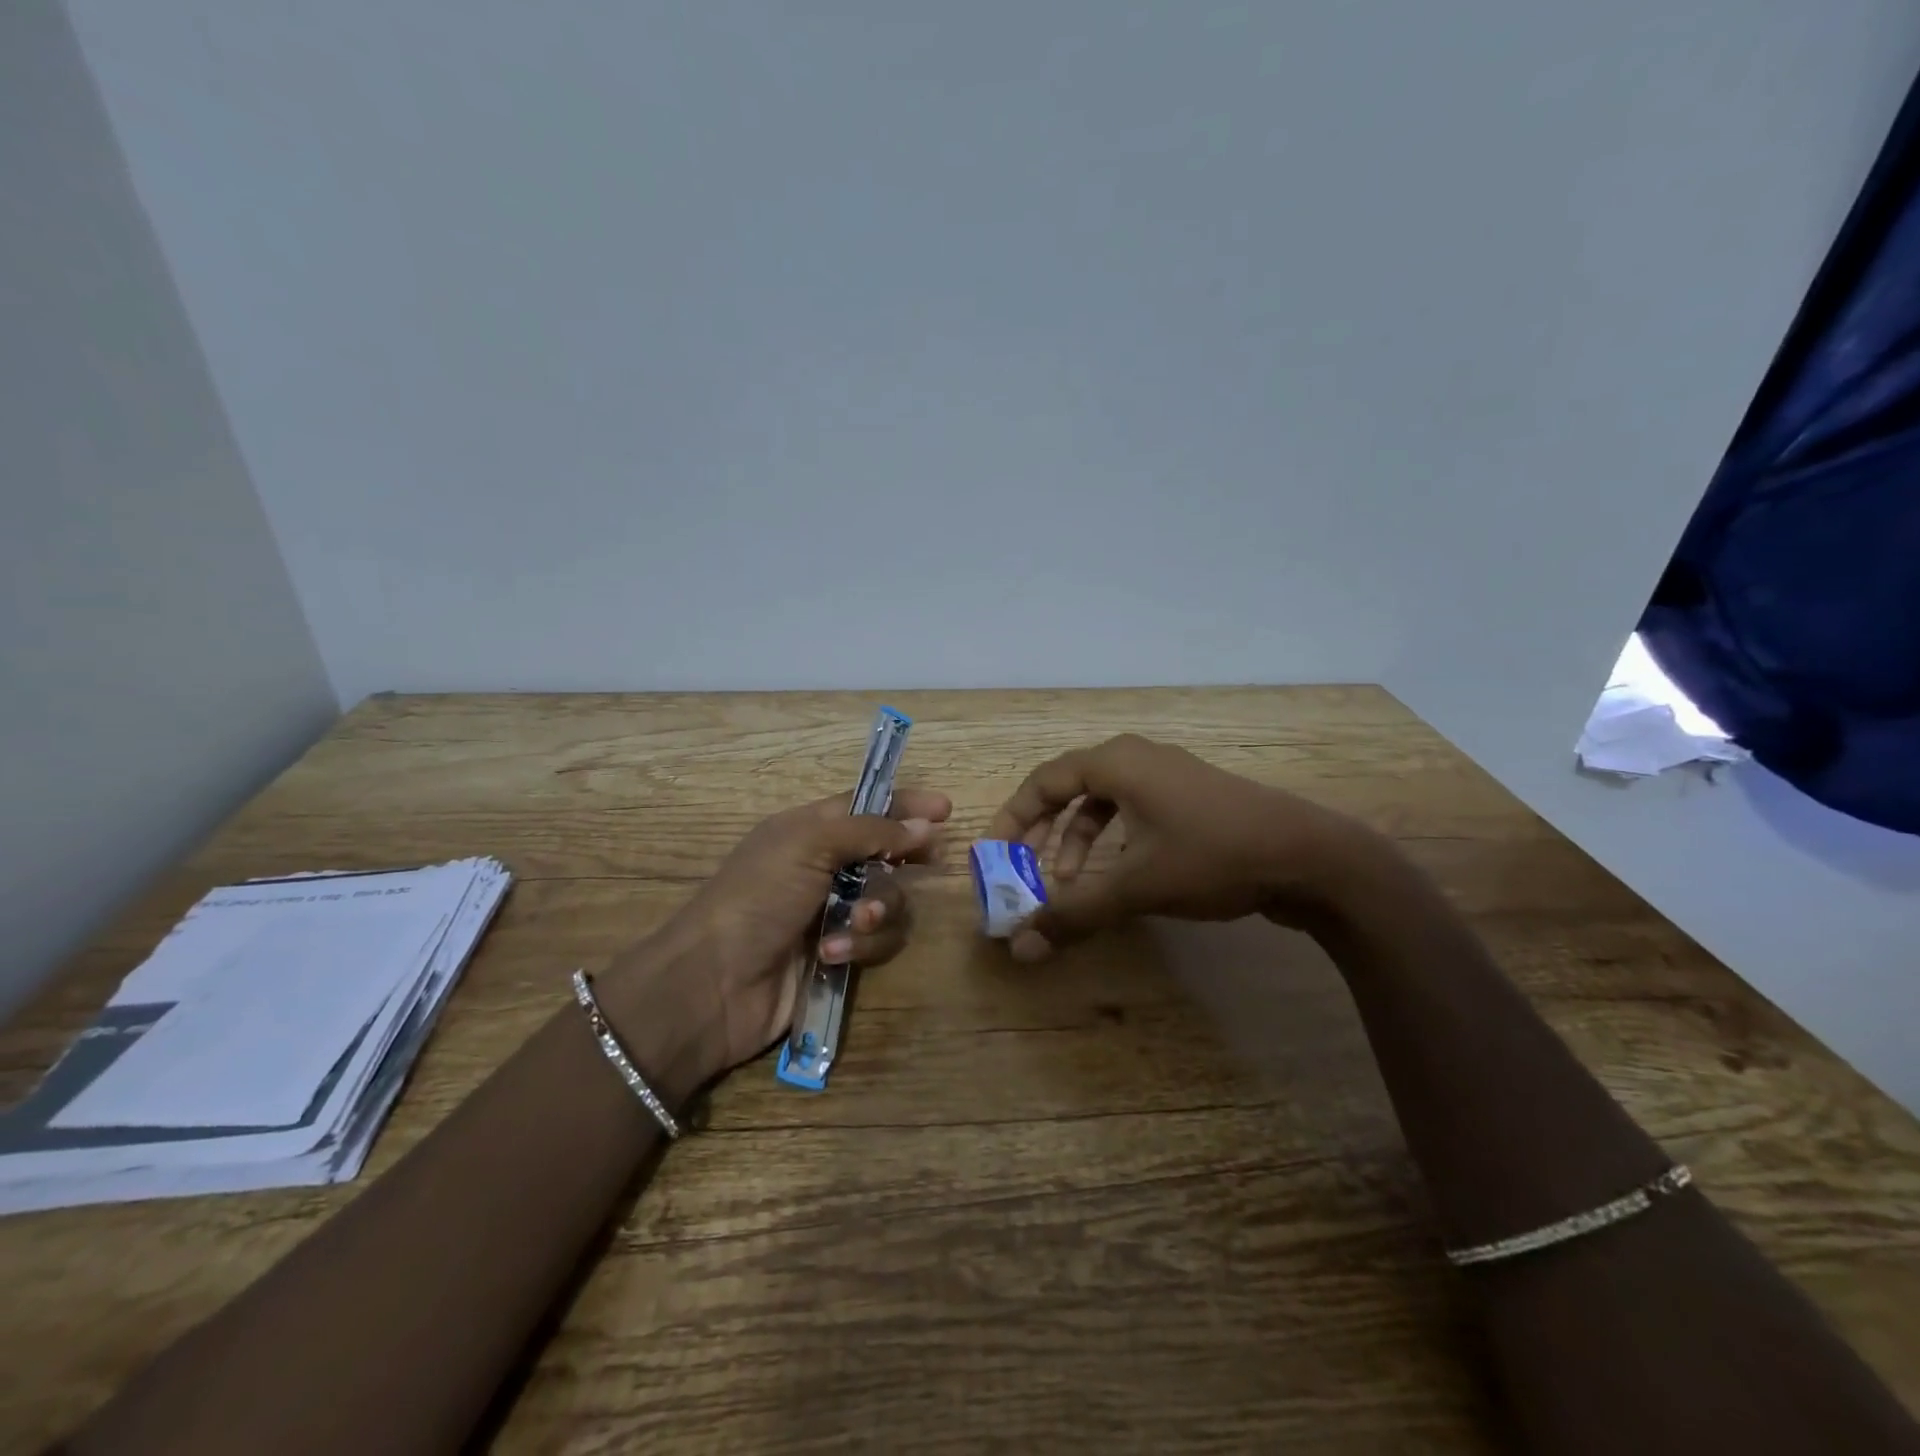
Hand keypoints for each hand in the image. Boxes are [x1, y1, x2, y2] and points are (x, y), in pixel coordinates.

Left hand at [611, 788, 951, 1081]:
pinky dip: (862, 947)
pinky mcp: (840, 956)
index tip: (944, 809)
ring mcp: (833, 914)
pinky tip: (833, 955)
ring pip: (890, 901)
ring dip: (880, 910)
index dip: (905, 804)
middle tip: (927, 860)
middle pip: (887, 852)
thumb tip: (924, 825)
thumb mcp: (809, 845)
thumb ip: (870, 831)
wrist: (715, 983)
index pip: (867, 806)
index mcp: (809, 830)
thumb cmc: (757, 897)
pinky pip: (878, 943)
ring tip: (857, 923)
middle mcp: (825, 868)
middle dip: (905, 857)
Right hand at [987, 734, 1370, 959]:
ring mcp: (1169, 776)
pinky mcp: (1192, 798)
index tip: (994, 855)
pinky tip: (1121, 874)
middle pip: (1069, 787)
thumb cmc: (1213, 857)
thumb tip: (1019, 948)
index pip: (1043, 781)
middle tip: (1025, 868)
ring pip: (1103, 801)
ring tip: (1073, 882)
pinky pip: (1133, 810)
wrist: (1311, 857)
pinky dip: (1113, 840)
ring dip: (1079, 839)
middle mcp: (1137, 758)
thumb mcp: (1137, 887)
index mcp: (1116, 763)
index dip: (1011, 818)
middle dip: (1042, 830)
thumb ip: (1074, 914)